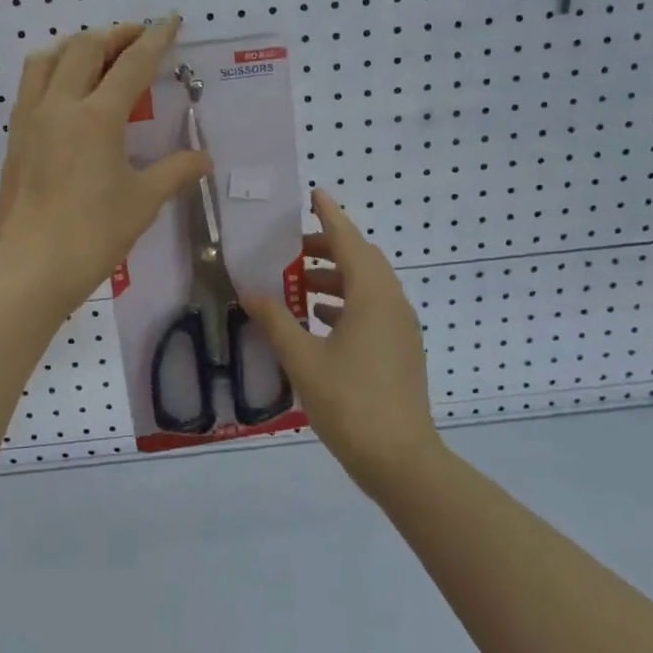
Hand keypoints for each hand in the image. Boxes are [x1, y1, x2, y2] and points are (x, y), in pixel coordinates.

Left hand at [0, 19, 209, 311]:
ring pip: (47, 59)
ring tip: (96, 55)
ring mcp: (30, 119)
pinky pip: (30, 85)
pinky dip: (52, 71)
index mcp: (96, 118)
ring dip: (75, 46)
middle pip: (84, 48)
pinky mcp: (15, 138)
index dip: (154, 40)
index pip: (131, 65)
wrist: (31, 267)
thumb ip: (175, 171)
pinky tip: (65, 91)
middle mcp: (59, 106)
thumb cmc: (94, 234)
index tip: (169, 22)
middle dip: (114, 35)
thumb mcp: (143, 201)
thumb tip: (204, 159)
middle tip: (136, 38)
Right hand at [245, 189, 440, 492]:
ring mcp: (401, 328)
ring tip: (298, 286)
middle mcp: (392, 303)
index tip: (314, 194)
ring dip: (335, 279)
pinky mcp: (401, 350)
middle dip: (328, 249)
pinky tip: (319, 321)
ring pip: (368, 287)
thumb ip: (276, 321)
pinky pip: (373, 310)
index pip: (349, 241)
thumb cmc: (350, 402)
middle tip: (292, 250)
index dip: (330, 215)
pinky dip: (346, 304)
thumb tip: (250, 292)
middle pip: (361, 260)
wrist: (400, 458)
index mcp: (372, 296)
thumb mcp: (303, 360)